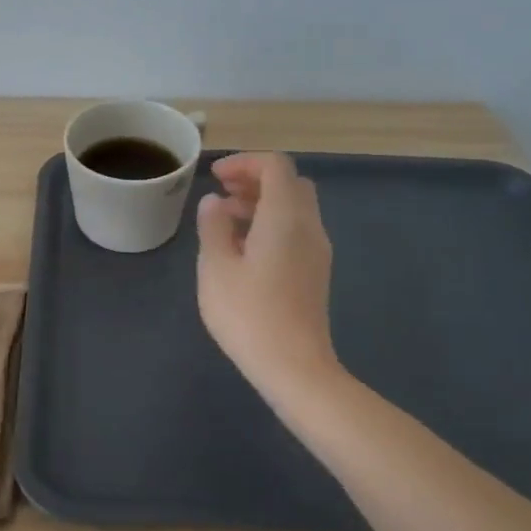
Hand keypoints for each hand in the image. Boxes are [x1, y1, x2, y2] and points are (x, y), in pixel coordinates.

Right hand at [196, 152, 338, 399]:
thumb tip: (214, 202)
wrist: (295, 367)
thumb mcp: (216, 267)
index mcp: (285, 217)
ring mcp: (317, 251)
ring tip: (225, 220)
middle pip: (290, 184)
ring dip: (262, 203)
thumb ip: (213, 226)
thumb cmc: (249, 314)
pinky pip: (296, 231)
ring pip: (295, 208)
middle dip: (255, 179)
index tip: (215, 176)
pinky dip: (271, 224)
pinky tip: (244, 249)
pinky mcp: (315, 272)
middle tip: (222, 193)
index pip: (275, 166)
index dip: (245, 162)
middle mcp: (308, 226)